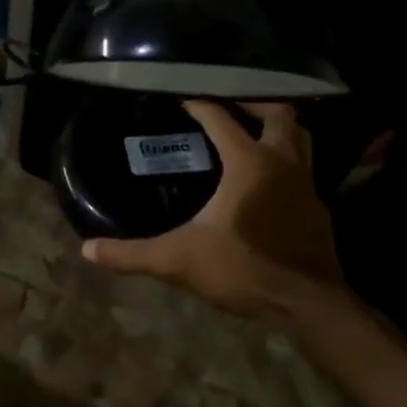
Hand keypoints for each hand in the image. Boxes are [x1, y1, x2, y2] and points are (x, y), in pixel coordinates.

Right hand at [82, 101, 356, 331]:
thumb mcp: (179, 261)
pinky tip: (267, 181)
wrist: (309, 308)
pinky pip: (305, 168)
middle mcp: (283, 163)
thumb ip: (132, 254)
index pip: (222, 118)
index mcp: (250, 163)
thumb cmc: (244, 270)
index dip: (199, 104)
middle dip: (253, 103)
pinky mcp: (319, 209)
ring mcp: (308, 185)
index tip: (180, 98)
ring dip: (278, 128)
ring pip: (301, 137)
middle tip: (227, 106)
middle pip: (279, 114)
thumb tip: (87, 250)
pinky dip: (287, 161)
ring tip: (251, 132)